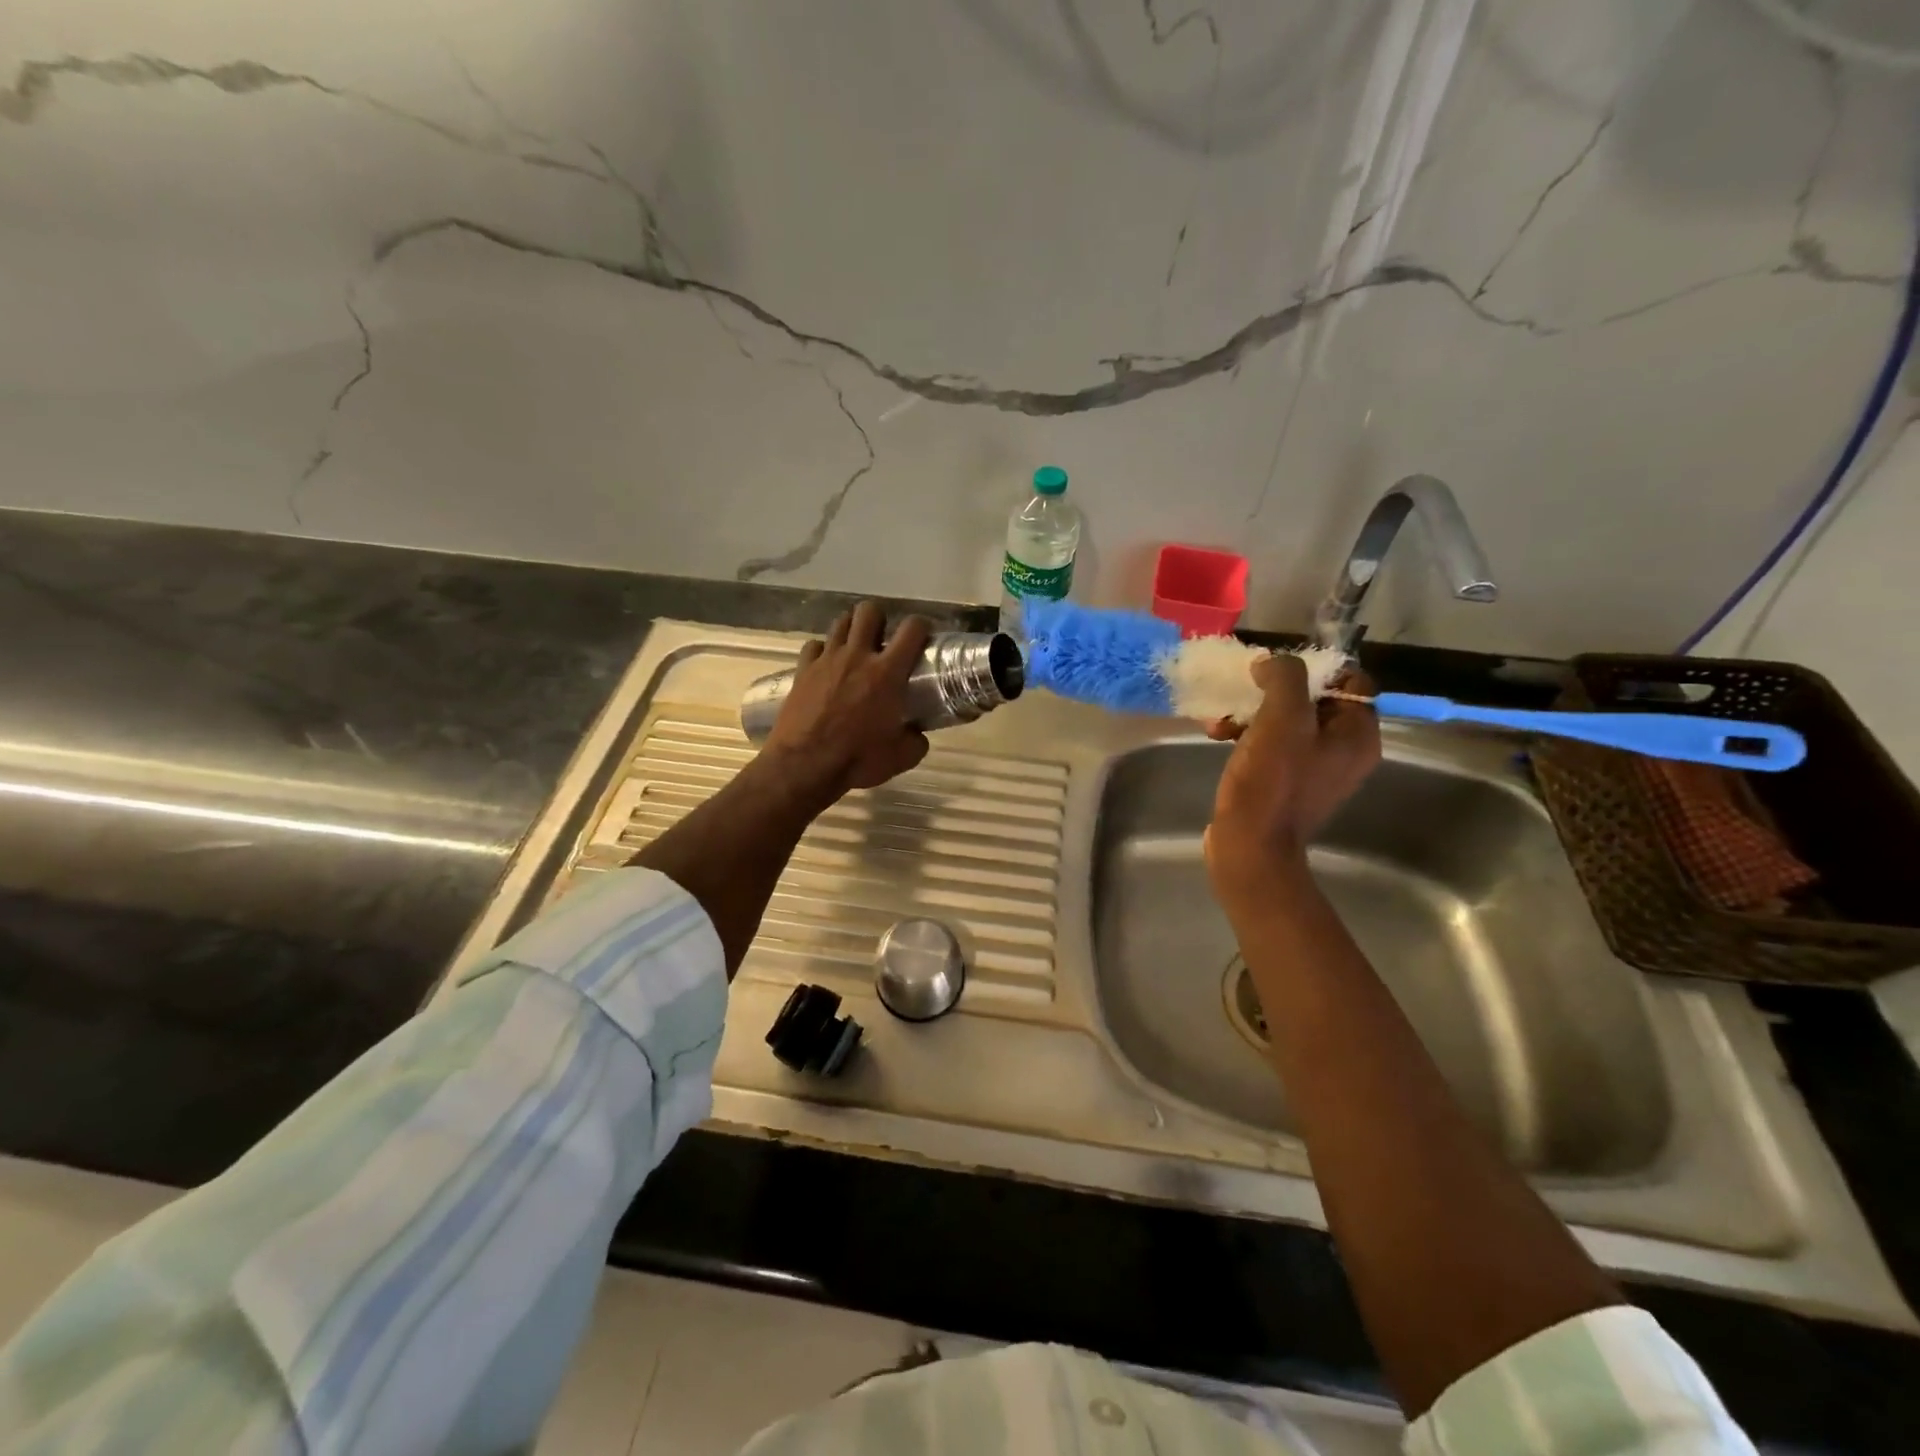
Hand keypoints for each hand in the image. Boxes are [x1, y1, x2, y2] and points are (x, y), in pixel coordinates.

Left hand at [758, 602, 931, 808]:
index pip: (912, 629)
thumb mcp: (901, 757)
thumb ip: (916, 741)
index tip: (922, 637)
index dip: (921, 626)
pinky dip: (823, 651)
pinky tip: (826, 666)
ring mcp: (827, 660)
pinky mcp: (803, 670)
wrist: (805, 765)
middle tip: (883, 639)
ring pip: (840, 622)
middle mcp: (858, 656)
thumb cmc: (857, 759)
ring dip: (851, 629)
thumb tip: (917, 735)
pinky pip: (814, 646)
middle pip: (869, 610)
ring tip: (856, 647)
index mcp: (887, 672)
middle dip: (879, 618)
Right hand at [1204, 653, 1380, 906]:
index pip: (1350, 680)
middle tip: (1245, 691)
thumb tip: (1272, 663)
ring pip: (1286, 721)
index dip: (1314, 667)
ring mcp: (1314, 769)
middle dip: (1273, 691)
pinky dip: (1246, 735)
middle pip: (1314, 699)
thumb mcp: (1281, 719)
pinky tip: (1218, 736)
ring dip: (1252, 713)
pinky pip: (1271, 744)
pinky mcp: (1285, 783)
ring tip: (1221, 719)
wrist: (1248, 846)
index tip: (1275, 669)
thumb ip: (1284, 678)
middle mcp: (1343, 751)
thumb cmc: (1271, 782)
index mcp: (1357, 735)